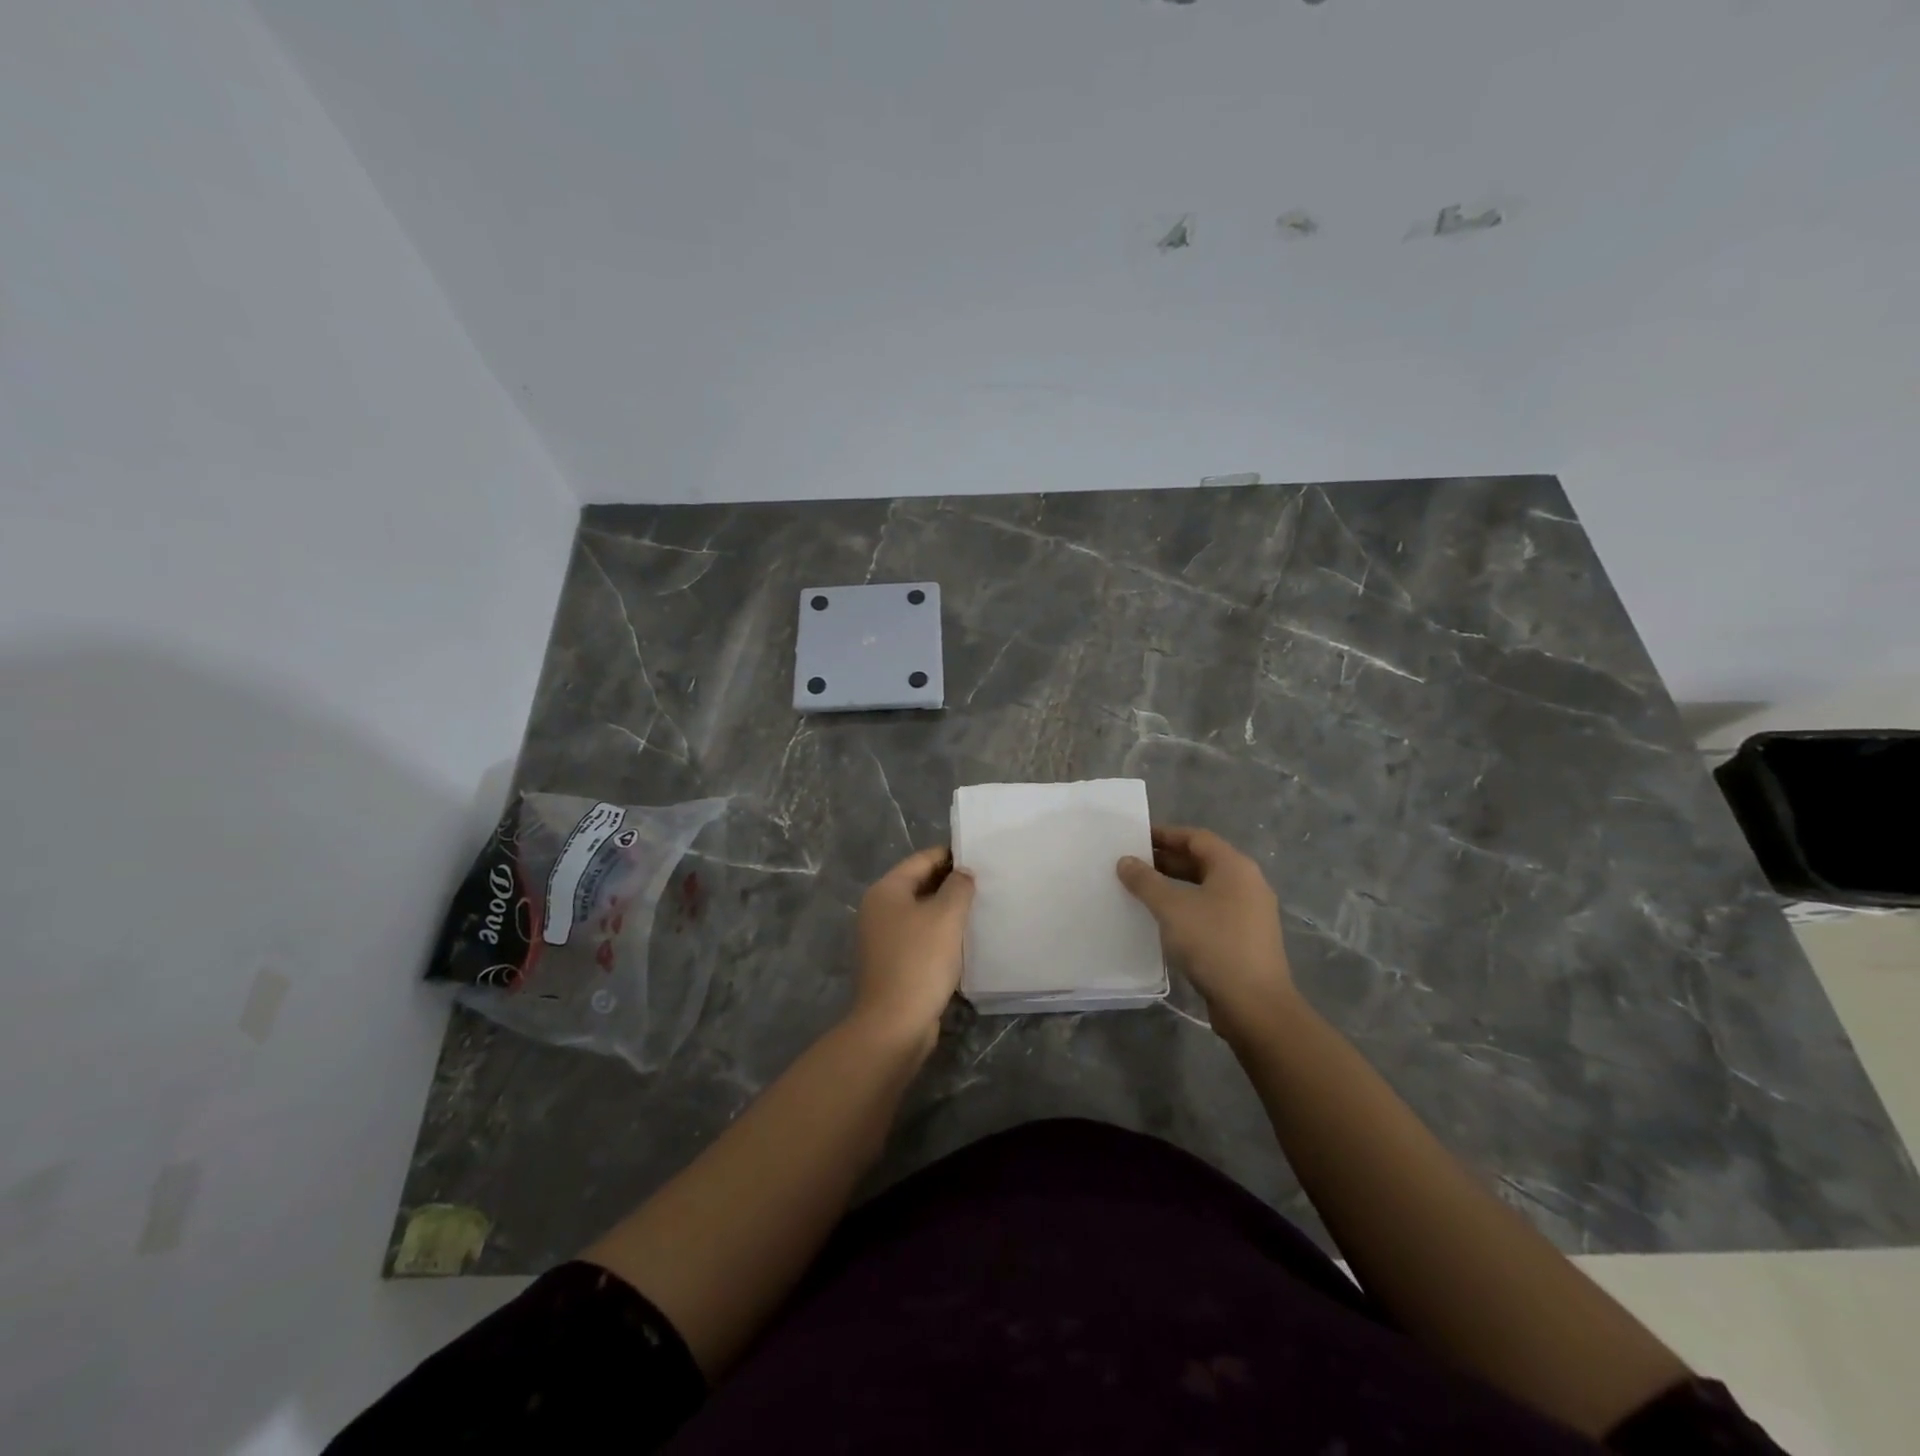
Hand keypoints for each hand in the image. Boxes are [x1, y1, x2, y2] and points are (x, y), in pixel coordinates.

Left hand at [851, 845, 974, 1048]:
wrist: (894, 1024)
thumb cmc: (920, 961)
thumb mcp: (946, 916)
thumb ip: (958, 887)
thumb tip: (963, 873)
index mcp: (886, 890)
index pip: (922, 859)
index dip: (951, 855)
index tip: (981, 857)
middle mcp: (879, 909)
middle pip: (919, 884)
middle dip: (951, 883)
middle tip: (986, 883)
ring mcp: (883, 938)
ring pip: (921, 912)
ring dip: (947, 910)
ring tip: (980, 909)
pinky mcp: (893, 963)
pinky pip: (920, 937)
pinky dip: (940, 934)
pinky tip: (964, 940)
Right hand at [1117, 826, 1296, 1040]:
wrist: (1255, 1005)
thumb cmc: (1213, 944)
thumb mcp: (1172, 908)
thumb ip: (1146, 881)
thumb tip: (1126, 861)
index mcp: (1234, 867)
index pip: (1196, 838)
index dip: (1165, 835)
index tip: (1135, 838)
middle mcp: (1247, 883)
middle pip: (1202, 861)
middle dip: (1167, 861)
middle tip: (1132, 865)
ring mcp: (1250, 912)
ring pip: (1206, 888)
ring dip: (1175, 886)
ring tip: (1141, 891)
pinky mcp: (1246, 938)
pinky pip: (1211, 911)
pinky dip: (1187, 908)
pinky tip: (1164, 921)